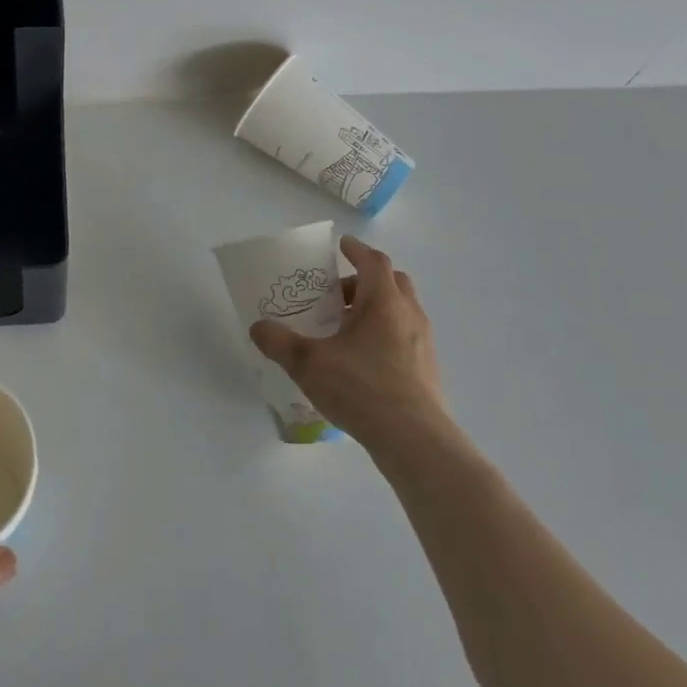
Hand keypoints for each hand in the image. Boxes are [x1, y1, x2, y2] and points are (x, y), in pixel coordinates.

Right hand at [249, 237, 452, 457]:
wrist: (415, 440)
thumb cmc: (361, 388)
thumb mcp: (308, 363)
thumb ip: (279, 342)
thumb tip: (258, 327)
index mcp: (383, 301)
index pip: (373, 261)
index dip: (357, 250)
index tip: (342, 245)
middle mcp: (408, 314)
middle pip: (392, 282)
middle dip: (366, 280)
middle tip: (339, 294)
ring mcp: (424, 343)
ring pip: (402, 311)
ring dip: (377, 309)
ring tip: (347, 329)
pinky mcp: (428, 370)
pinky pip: (406, 337)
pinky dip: (386, 335)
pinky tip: (364, 361)